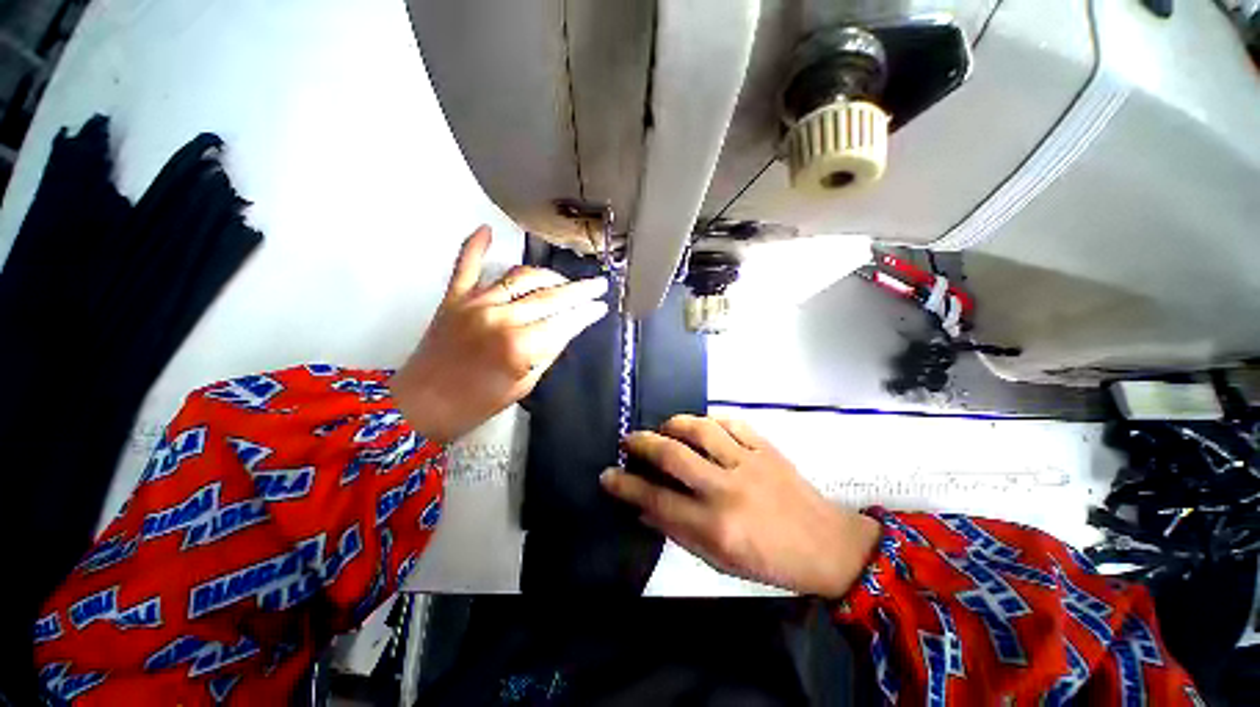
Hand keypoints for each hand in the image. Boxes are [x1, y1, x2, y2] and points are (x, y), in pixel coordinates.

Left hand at [389, 226, 608, 443]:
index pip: (565, 321)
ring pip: (520, 277)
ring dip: (547, 275)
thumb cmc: (476, 404)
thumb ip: (546, 352)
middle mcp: (500, 317)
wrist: (421, 406)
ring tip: (562, 280)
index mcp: (519, 345)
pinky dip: (475, 246)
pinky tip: (486, 230)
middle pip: (549, 296)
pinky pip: (465, 265)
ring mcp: (475, 303)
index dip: (587, 313)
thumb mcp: (524, 385)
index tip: (601, 306)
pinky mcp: (453, 298)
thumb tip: (565, 329)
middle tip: (597, 284)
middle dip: (579, 290)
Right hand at [601, 415, 881, 597]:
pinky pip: (731, 422)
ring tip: (664, 428)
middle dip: (643, 443)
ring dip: (674, 424)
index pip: (657, 499)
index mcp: (716, 526)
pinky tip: (701, 426)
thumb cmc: (769, 561)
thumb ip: (678, 530)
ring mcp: (749, 462)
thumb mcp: (718, 560)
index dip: (626, 485)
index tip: (608, 474)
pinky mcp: (766, 447)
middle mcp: (727, 489)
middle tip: (629, 440)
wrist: (826, 545)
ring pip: (701, 429)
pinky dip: (709, 420)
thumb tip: (644, 506)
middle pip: (674, 455)